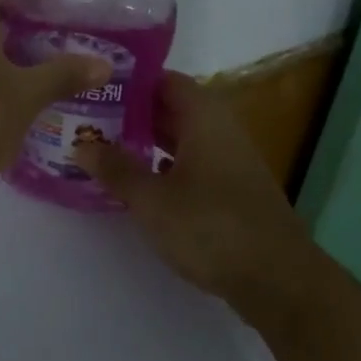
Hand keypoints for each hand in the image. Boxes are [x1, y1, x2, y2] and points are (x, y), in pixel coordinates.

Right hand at [75, 71, 307, 299]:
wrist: (278, 280)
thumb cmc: (211, 228)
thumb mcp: (152, 199)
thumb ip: (116, 169)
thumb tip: (81, 144)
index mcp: (204, 120)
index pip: (166, 81)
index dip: (133, 81)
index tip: (97, 86)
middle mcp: (221, 132)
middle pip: (173, 109)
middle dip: (133, 113)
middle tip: (90, 117)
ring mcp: (230, 163)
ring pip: (182, 139)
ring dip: (147, 141)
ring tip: (106, 147)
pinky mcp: (232, 193)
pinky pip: (192, 165)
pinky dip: (164, 167)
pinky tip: (140, 184)